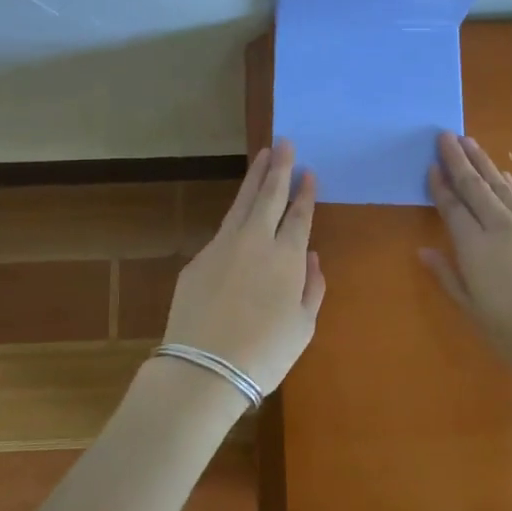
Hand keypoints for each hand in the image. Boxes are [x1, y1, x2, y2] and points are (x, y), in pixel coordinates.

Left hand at [162, 140, 324, 395]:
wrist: (204, 368)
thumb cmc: (264, 354)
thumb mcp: (303, 327)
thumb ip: (312, 287)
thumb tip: (311, 258)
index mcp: (286, 257)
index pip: (299, 215)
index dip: (305, 192)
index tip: (308, 171)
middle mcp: (255, 241)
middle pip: (269, 195)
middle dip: (279, 167)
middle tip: (283, 142)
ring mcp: (223, 246)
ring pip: (242, 202)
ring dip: (254, 177)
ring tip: (262, 156)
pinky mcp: (199, 259)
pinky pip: (224, 228)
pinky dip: (236, 213)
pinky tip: (240, 210)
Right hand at [421, 132, 511, 387]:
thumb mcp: (477, 315)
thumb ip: (450, 278)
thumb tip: (426, 251)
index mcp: (476, 248)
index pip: (453, 208)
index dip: (441, 186)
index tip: (431, 165)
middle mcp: (502, 228)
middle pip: (476, 187)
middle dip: (459, 160)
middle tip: (446, 135)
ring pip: (502, 186)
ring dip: (484, 163)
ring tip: (470, 143)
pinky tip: (507, 175)